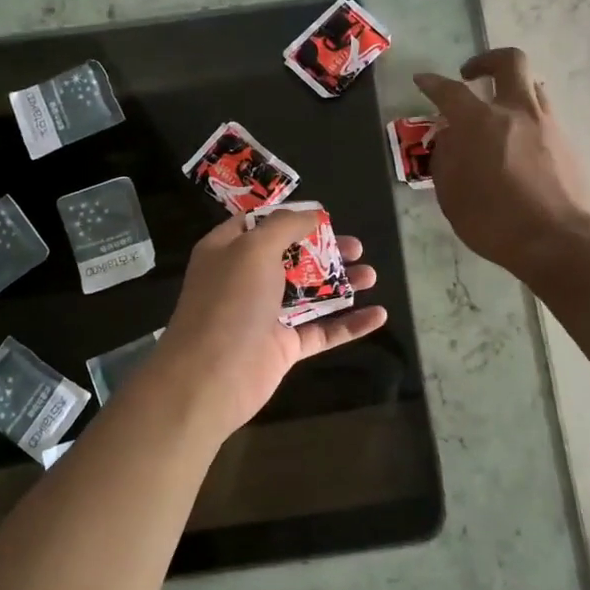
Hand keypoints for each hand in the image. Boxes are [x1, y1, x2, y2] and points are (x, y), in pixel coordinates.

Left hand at [153, 209, 386, 438]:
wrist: (211, 375)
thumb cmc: (231, 301)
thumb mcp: (254, 248)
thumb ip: (285, 226)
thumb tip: (312, 214)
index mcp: (228, 251)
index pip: (258, 224)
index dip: (289, 217)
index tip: (323, 215)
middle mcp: (245, 280)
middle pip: (291, 258)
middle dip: (325, 251)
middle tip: (357, 248)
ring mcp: (266, 315)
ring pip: (310, 294)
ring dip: (341, 283)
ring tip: (371, 275)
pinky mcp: (284, 347)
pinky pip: (322, 331)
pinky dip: (349, 324)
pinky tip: (379, 314)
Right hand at [413, 47, 589, 278]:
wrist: (555, 239)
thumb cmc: (493, 220)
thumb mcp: (451, 194)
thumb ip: (446, 157)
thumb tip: (450, 137)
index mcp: (481, 122)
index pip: (450, 91)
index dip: (433, 83)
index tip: (423, 80)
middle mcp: (516, 111)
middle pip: (509, 61)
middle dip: (487, 61)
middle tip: (472, 76)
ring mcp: (547, 124)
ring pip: (532, 86)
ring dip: (511, 90)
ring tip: (497, 113)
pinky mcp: (567, 143)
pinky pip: (544, 116)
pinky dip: (526, 120)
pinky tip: (517, 146)